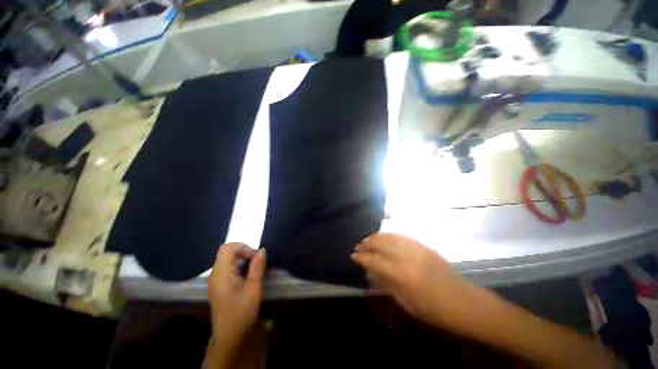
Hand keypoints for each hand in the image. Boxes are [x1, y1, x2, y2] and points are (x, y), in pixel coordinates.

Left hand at [207, 243, 265, 362]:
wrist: (229, 336)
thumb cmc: (241, 312)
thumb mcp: (253, 288)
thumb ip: (257, 267)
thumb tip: (262, 250)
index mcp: (222, 273)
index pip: (228, 247)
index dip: (243, 247)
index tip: (255, 257)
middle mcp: (216, 274)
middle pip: (229, 252)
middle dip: (245, 253)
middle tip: (258, 264)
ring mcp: (216, 280)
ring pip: (230, 260)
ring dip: (244, 260)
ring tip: (256, 271)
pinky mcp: (219, 285)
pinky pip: (230, 268)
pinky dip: (241, 267)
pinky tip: (249, 277)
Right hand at [351, 233, 468, 323]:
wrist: (466, 302)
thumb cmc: (435, 310)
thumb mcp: (407, 302)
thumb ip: (387, 283)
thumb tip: (372, 271)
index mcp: (402, 274)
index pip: (375, 260)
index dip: (362, 257)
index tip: (353, 255)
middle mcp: (407, 256)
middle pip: (381, 244)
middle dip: (367, 243)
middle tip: (358, 246)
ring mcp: (417, 248)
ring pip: (391, 236)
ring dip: (376, 237)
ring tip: (368, 239)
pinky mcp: (424, 246)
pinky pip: (402, 236)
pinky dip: (389, 235)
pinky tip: (384, 237)